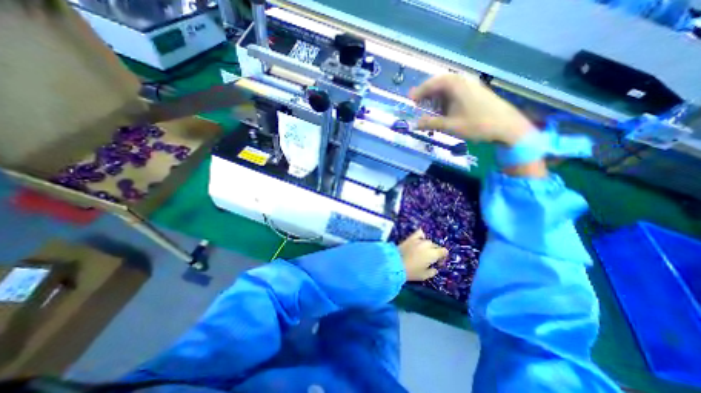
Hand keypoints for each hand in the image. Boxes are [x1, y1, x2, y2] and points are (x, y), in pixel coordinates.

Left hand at [397, 230, 445, 282]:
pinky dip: (421, 235)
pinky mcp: (410, 238)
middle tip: (430, 260)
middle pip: (436, 246)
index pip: (444, 251)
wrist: (395, 264)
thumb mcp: (424, 276)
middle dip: (435, 252)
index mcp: (433, 254)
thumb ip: (432, 271)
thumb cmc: (411, 272)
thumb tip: (434, 268)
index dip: (442, 258)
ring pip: (428, 241)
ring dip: (428, 246)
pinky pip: (419, 233)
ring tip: (423, 251)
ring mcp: (418, 240)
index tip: (437, 264)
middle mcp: (427, 245)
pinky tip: (420, 240)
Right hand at [408, 72, 534, 145]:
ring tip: (427, 108)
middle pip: (439, 83)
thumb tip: (415, 125)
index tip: (410, 99)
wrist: (507, 126)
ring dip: (436, 97)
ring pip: (448, 88)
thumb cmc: (477, 124)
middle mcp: (463, 81)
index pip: (432, 83)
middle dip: (427, 93)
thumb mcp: (450, 126)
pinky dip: (445, 99)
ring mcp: (471, 86)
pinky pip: (456, 92)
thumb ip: (431, 124)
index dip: (419, 91)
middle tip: (417, 103)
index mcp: (455, 85)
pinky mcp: (476, 93)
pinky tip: (443, 109)